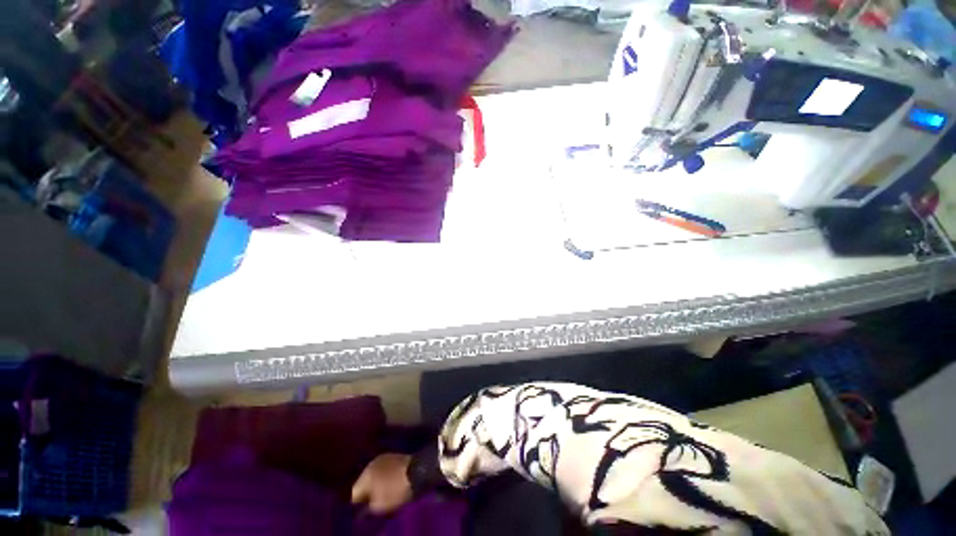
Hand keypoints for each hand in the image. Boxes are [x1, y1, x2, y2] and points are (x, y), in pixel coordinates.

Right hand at [351, 453, 413, 514]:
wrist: (418, 470)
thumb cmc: (396, 489)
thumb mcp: (379, 506)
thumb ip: (366, 508)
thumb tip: (363, 508)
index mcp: (364, 475)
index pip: (353, 493)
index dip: (356, 504)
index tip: (360, 510)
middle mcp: (370, 464)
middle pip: (362, 482)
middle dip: (364, 492)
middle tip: (368, 502)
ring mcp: (382, 458)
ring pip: (371, 475)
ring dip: (373, 483)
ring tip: (378, 492)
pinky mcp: (392, 456)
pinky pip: (381, 469)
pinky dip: (381, 476)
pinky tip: (386, 482)